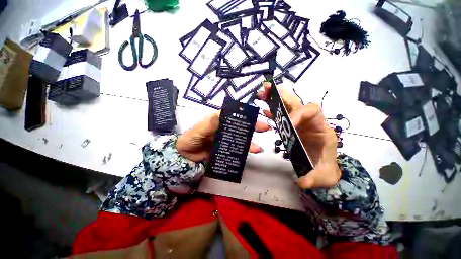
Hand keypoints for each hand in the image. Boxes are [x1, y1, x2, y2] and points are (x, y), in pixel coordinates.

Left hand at [177, 112, 270, 161]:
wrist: (185, 155)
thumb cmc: (191, 138)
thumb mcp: (200, 129)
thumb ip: (211, 123)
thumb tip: (223, 113)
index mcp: (219, 119)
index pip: (234, 114)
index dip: (245, 114)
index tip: (256, 116)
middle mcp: (224, 127)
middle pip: (240, 125)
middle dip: (252, 126)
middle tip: (265, 128)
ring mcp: (226, 138)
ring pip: (240, 137)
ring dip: (250, 141)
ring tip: (259, 147)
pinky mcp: (226, 148)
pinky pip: (237, 148)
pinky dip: (245, 150)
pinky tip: (252, 152)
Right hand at [257, 82, 340, 188]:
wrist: (322, 168)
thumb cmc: (324, 168)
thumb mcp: (322, 175)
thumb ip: (314, 178)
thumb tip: (302, 182)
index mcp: (321, 128)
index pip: (312, 111)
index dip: (298, 114)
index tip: (286, 123)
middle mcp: (310, 122)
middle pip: (298, 103)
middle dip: (283, 96)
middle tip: (268, 89)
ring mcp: (300, 123)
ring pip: (288, 106)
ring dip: (275, 99)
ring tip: (262, 94)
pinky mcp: (292, 127)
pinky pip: (282, 115)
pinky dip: (274, 111)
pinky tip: (265, 110)